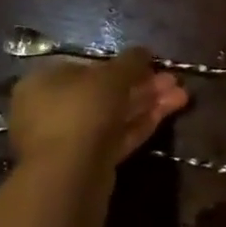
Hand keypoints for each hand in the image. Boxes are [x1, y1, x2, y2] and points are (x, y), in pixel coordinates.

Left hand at [10, 49, 187, 174]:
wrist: (70, 175)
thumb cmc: (82, 110)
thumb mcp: (111, 76)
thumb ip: (131, 61)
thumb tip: (144, 51)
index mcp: (43, 82)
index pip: (85, 67)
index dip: (120, 64)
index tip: (148, 64)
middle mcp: (50, 110)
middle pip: (103, 93)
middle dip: (141, 86)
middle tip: (172, 81)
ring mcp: (68, 140)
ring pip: (112, 117)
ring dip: (146, 104)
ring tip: (181, 96)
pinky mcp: (86, 165)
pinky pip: (114, 138)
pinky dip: (139, 125)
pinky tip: (167, 113)